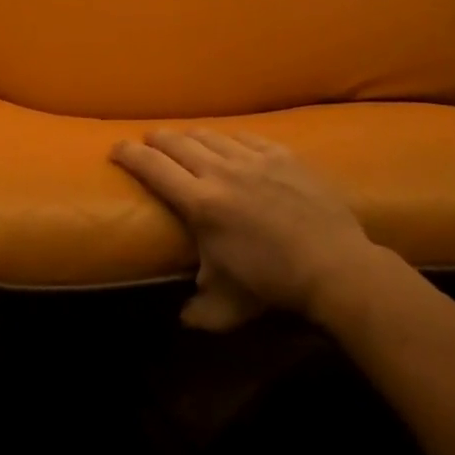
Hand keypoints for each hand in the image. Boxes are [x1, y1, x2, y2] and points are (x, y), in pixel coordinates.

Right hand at [111, 130, 379, 330]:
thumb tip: (181, 320)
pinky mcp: (281, 155)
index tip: (115, 149)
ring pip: (208, 135)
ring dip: (190, 138)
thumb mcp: (230, 306)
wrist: (338, 268)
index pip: (151, 166)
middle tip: (148, 145)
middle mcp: (219, 171)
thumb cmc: (275, 286)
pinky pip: (245, 136)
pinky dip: (230, 140)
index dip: (128, 153)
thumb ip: (198, 311)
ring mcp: (252, 159)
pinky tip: (230, 147)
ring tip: (186, 144)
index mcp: (200, 203)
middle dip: (155, 140)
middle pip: (174, 141)